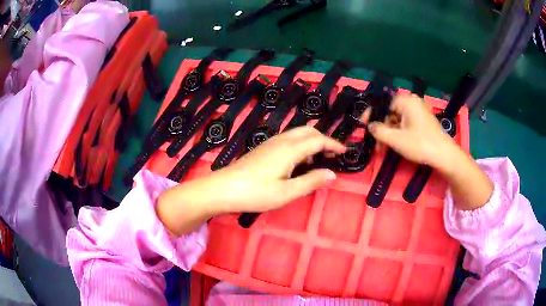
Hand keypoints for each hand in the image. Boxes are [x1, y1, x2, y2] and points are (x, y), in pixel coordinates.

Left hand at [157, 127, 344, 235]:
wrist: (224, 188)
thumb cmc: (256, 193)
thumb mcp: (287, 192)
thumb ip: (311, 181)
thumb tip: (332, 174)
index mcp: (290, 149)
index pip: (318, 140)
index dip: (333, 144)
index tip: (345, 151)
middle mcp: (281, 140)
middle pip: (308, 131)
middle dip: (323, 138)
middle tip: (333, 154)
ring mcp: (270, 142)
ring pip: (297, 133)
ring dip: (312, 140)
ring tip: (319, 158)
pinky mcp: (263, 148)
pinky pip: (288, 139)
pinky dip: (300, 144)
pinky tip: (298, 160)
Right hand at [365, 94, 458, 169]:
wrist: (444, 155)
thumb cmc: (420, 144)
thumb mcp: (396, 139)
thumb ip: (379, 131)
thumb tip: (370, 126)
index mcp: (406, 101)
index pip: (383, 103)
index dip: (372, 115)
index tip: (363, 126)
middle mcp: (413, 102)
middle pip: (391, 112)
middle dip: (382, 128)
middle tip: (376, 143)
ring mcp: (419, 112)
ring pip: (398, 119)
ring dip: (390, 133)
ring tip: (384, 147)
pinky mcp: (423, 121)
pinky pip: (406, 123)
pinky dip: (399, 133)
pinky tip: (395, 144)